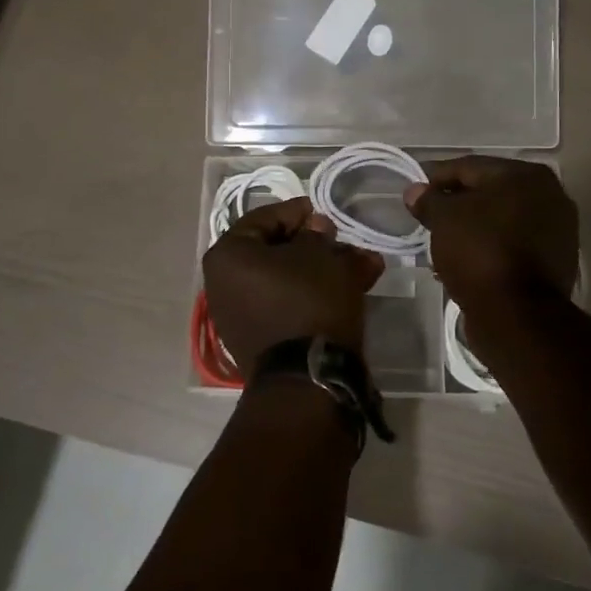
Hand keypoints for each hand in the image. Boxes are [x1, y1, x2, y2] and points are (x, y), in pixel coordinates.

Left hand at [202, 196, 383, 377]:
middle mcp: (225, 284)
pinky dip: (318, 294)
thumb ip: (316, 235)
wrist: (308, 377)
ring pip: (289, 279)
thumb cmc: (307, 300)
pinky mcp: (262, 339)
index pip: (263, 219)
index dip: (297, 212)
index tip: (324, 213)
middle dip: (317, 245)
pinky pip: (290, 304)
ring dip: (326, 269)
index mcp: (228, 256)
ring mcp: (241, 315)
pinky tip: (356, 286)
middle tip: (344, 241)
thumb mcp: (319, 256)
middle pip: (277, 251)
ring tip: (365, 264)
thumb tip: (315, 228)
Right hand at [405, 156, 578, 311]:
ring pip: (502, 220)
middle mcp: (550, 195)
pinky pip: (513, 244)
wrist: (517, 314)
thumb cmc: (479, 251)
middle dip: (457, 203)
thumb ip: (429, 199)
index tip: (415, 191)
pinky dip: (490, 246)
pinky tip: (466, 259)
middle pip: (490, 192)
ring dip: (473, 227)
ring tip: (443, 241)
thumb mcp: (444, 219)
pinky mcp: (556, 261)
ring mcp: (558, 230)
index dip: (437, 177)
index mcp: (526, 175)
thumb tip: (415, 191)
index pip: (471, 167)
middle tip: (428, 215)